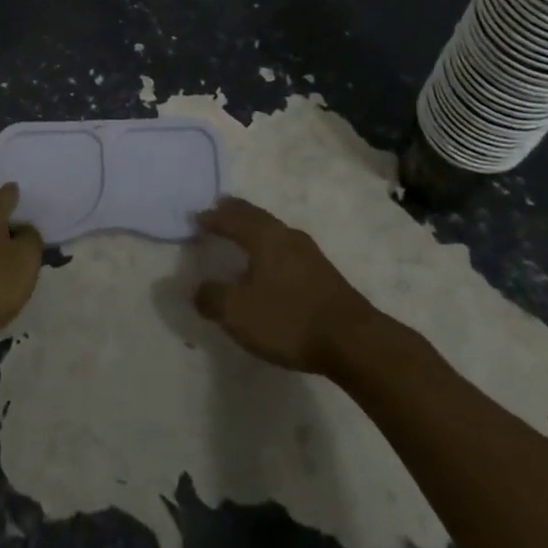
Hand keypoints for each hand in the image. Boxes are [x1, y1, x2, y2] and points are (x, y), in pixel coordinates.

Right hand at [193, 197, 374, 374]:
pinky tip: (270, 263)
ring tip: (242, 232)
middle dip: (235, 212)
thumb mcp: (239, 313)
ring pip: (273, 229)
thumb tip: (197, 289)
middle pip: (255, 215)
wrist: (352, 340)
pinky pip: (286, 247)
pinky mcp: (322, 272)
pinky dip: (270, 246)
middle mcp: (286, 235)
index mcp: (264, 236)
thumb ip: (213, 298)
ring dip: (254, 227)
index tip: (196, 217)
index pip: (232, 219)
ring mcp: (308, 252)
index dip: (212, 218)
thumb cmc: (288, 319)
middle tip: (219, 207)